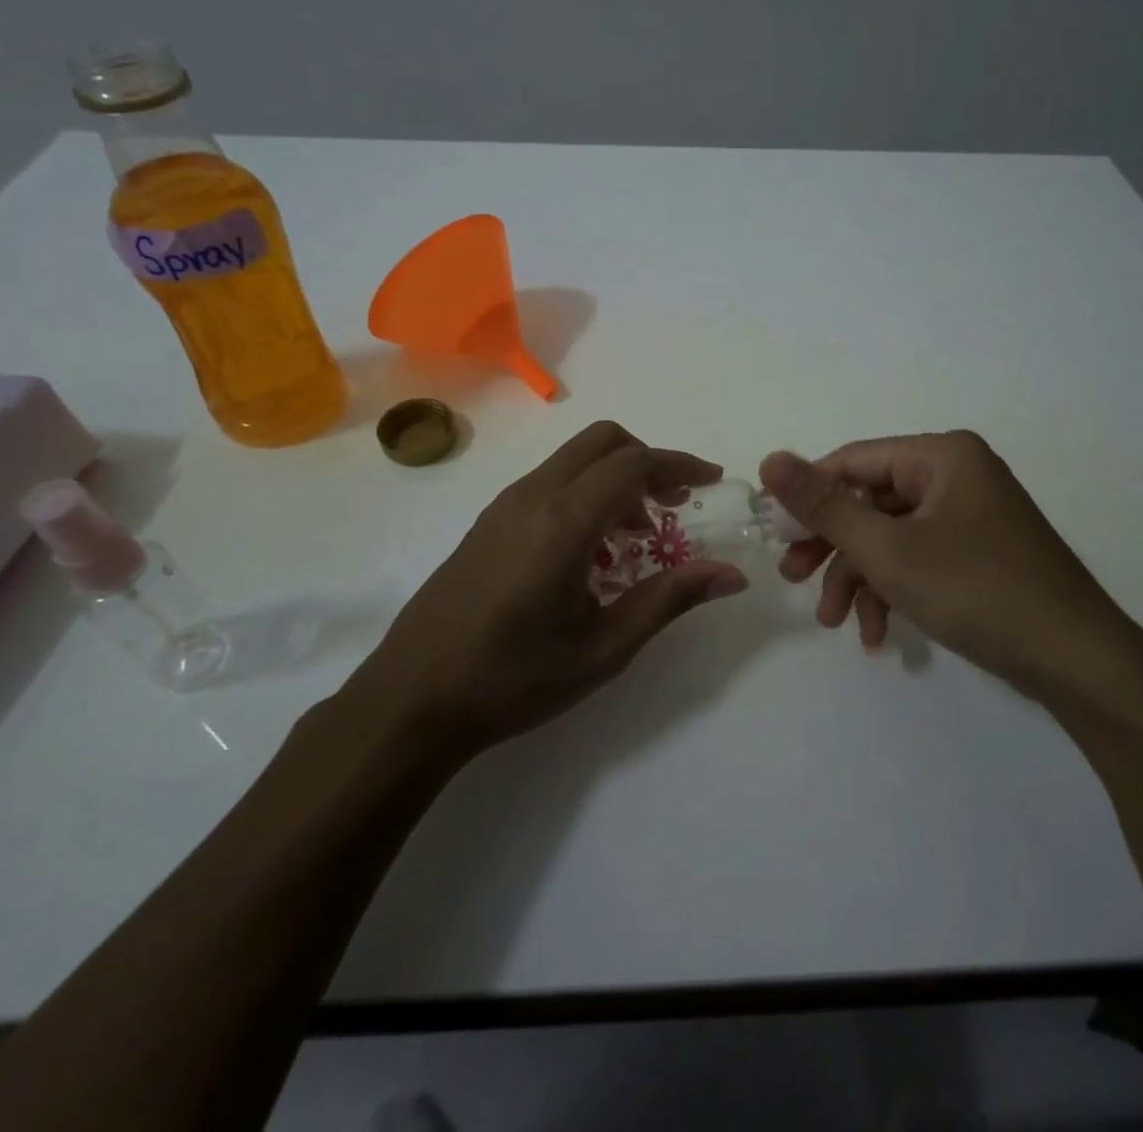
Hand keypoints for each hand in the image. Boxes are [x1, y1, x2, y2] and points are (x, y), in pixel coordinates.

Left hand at [344, 422, 748, 758]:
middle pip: (602, 442)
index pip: (633, 465)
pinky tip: (591, 549)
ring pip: (572, 459)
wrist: (411, 700)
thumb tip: (730, 574)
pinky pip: (549, 483)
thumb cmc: (514, 679)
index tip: (713, 479)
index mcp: (563, 521)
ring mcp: (503, 507)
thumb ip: (669, 599)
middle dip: (648, 459)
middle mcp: (532, 497)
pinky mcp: (487, 523)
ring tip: (639, 533)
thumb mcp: (604, 648)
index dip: (679, 464)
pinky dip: (585, 492)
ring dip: (615, 477)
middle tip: (676, 500)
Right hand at [761, 431, 1142, 704]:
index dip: (808, 497)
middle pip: (870, 501)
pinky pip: (919, 559)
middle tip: (793, 579)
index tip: (774, 536)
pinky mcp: (978, 553)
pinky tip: (879, 635)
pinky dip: (893, 591)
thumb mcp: (887, 549)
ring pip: (891, 537)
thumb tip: (769, 458)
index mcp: (940, 456)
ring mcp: (970, 516)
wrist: (1078, 662)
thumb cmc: (977, 591)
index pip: (852, 462)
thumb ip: (824, 506)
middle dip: (831, 546)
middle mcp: (956, 475)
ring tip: (836, 623)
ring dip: (859, 579)